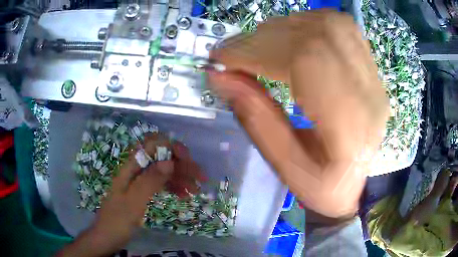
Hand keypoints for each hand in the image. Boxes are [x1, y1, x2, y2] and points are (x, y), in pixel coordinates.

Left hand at [57, 133, 204, 256]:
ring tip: (195, 189)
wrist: (107, 237)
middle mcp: (136, 171)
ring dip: (180, 177)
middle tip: (199, 177)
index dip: (170, 147)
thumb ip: (149, 181)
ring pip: (163, 171)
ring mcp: (139, 182)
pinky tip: (183, 195)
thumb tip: (169, 161)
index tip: (187, 159)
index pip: (152, 145)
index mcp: (130, 168)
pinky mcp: (142, 192)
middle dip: (181, 164)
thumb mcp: (133, 202)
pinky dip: (173, 187)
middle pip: (161, 158)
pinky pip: (160, 184)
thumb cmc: (117, 220)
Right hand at [208, 10, 388, 217]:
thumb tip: (220, 77)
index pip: (305, 62)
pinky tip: (291, 37)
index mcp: (352, 129)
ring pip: (330, 24)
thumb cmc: (323, 187)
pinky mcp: (371, 68)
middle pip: (317, 36)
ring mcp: (373, 76)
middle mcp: (369, 93)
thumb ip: (255, 118)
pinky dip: (308, 23)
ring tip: (259, 46)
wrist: (357, 184)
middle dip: (264, 38)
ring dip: (284, 28)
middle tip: (233, 53)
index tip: (221, 58)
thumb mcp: (285, 167)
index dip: (256, 51)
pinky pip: (341, 26)